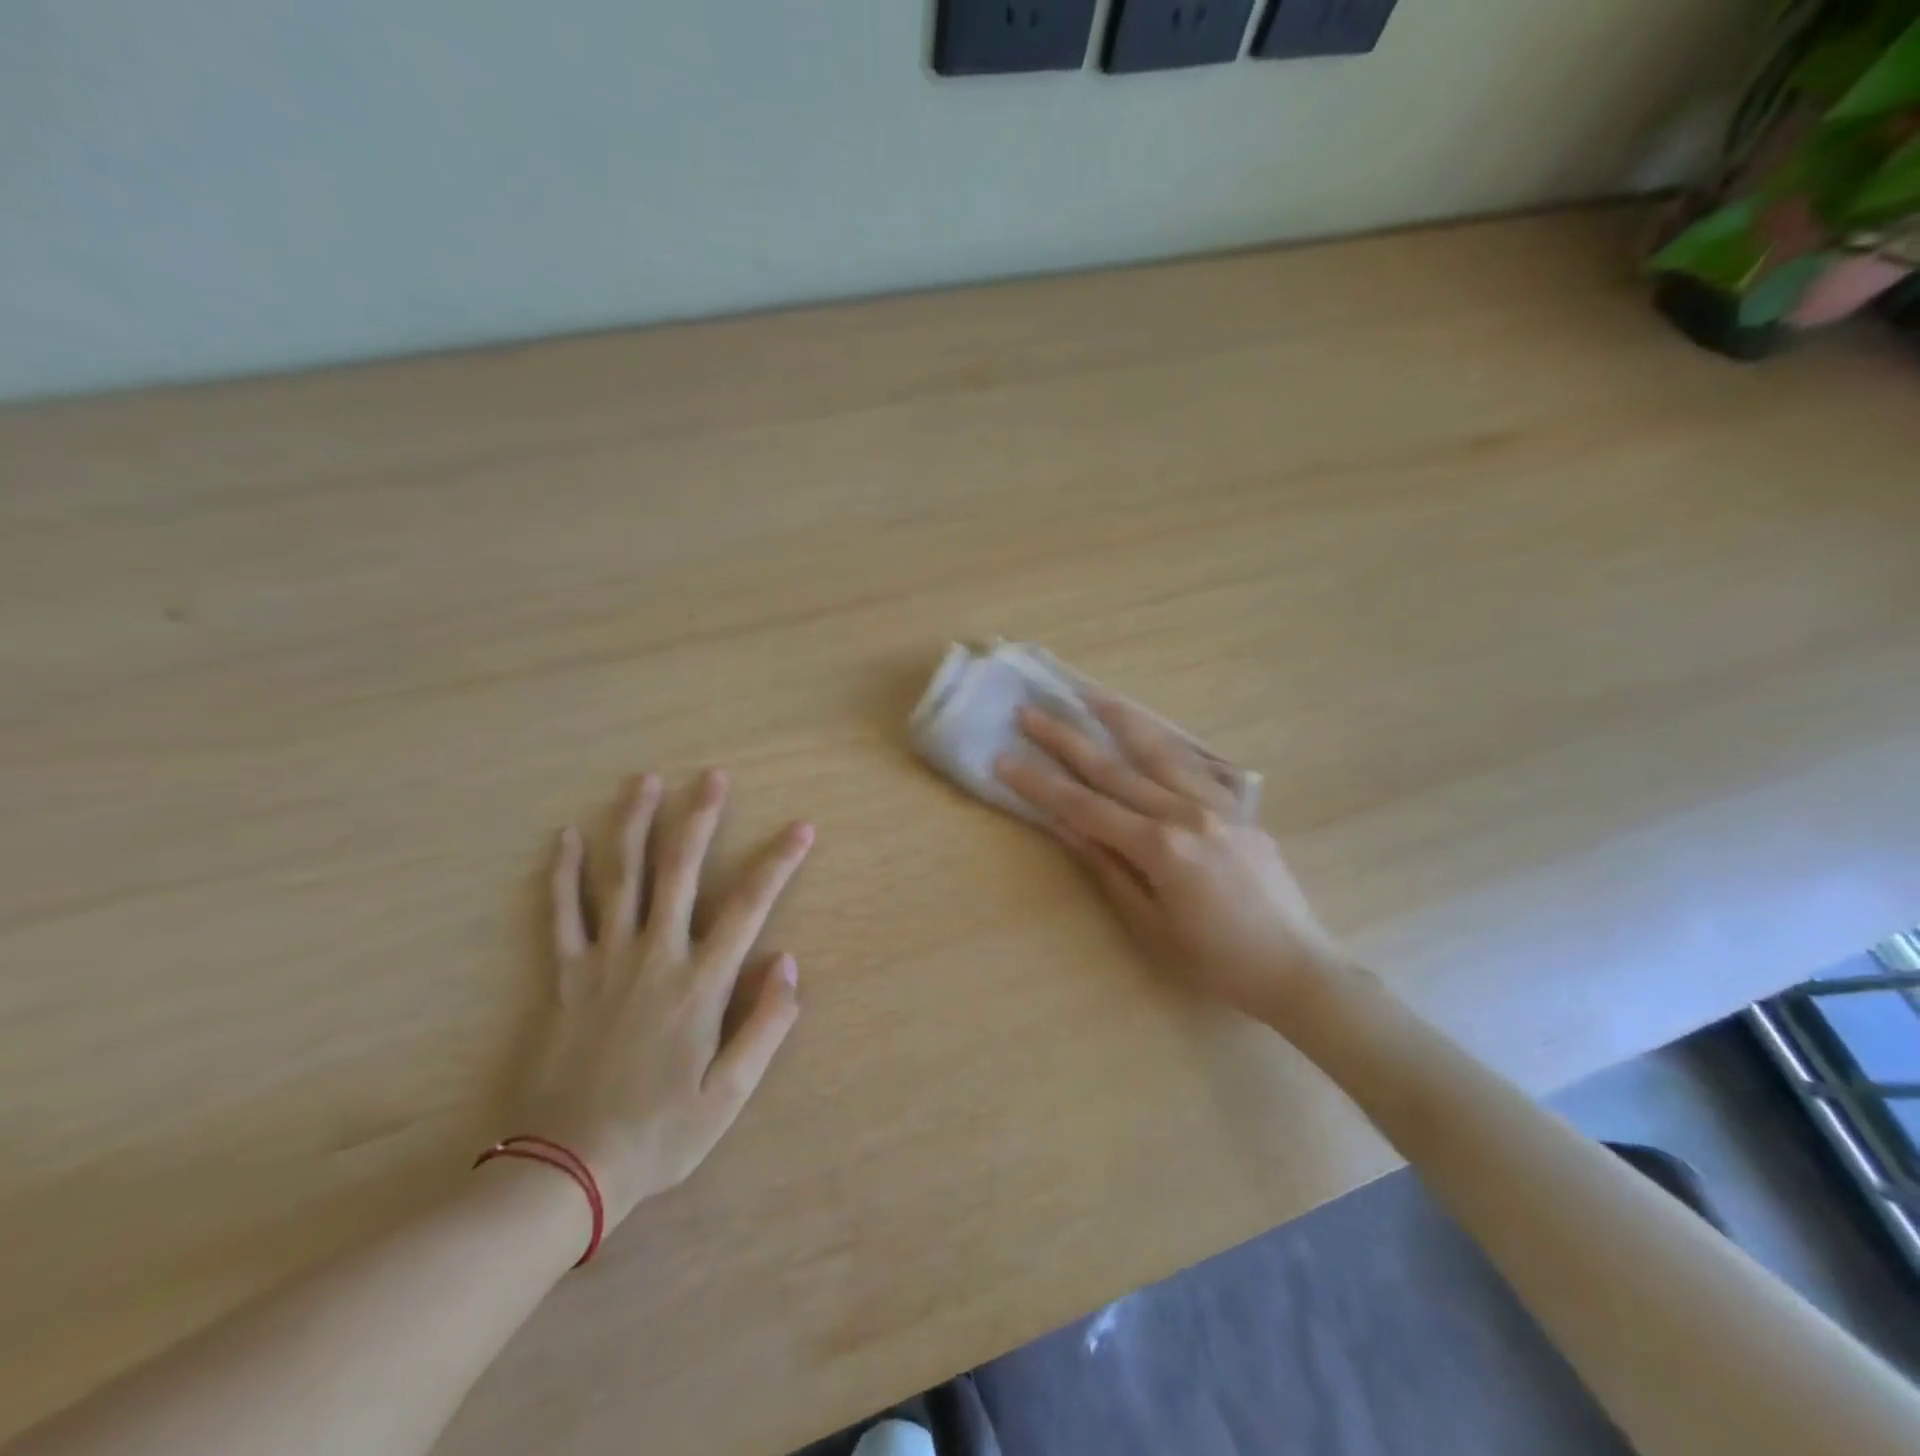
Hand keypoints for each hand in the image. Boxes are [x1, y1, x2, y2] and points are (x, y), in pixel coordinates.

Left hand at [513, 770, 811, 1226]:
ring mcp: (603, 961)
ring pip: (619, 878)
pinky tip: (566, 836)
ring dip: (633, 824)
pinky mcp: (563, 976)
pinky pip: (561, 913)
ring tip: (645, 781)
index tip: (801, 827)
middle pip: (679, 872)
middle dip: (700, 818)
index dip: (778, 862)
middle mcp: (654, 956)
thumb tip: (788, 962)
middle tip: (713, 776)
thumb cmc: (660, 1132)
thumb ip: (765, 1024)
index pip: (748, 906)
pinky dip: (563, 872)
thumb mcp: (729, 1094)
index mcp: (699, 983)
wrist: (566, 1170)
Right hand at [996, 700, 1344, 1026]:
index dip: (1040, 784)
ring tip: (1087, 694)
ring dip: (1119, 718)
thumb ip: (1108, 868)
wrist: (1295, 966)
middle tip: (1030, 711)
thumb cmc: (1215, 960)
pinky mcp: (1237, 808)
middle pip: (1114, 767)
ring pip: (1158, 749)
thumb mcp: (1150, 925)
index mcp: (1161, 847)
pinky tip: (1149, 727)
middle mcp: (1186, 812)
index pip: (1085, 807)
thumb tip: (1066, 826)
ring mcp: (1217, 804)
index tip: (1004, 758)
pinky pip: (1195, 763)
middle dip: (1066, 738)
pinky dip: (1165, 740)